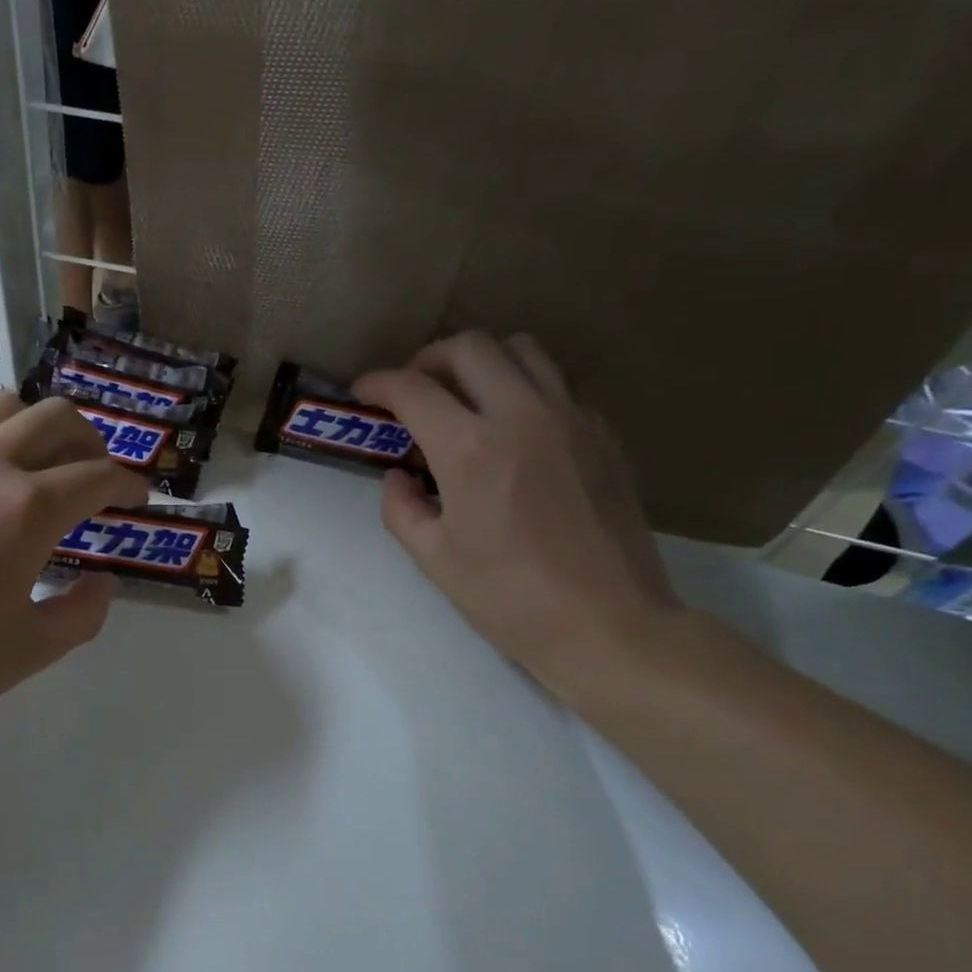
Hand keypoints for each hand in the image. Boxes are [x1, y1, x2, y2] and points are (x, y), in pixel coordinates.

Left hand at [0, 392, 147, 756]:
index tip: (138, 497)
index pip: (97, 475)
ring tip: (39, 468)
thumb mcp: (26, 652)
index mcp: (25, 509)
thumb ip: (80, 613)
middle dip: (90, 440)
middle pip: (54, 417)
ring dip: (35, 428)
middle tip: (96, 475)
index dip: (128, 484)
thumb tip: (103, 583)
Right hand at [355, 331, 679, 700]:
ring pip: (521, 350)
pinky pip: (556, 386)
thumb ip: (401, 507)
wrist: (608, 625)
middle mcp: (522, 416)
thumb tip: (399, 476)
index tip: (363, 392)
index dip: (378, 383)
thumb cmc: (510, 599)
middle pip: (469, 347)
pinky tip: (513, 431)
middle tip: (413, 389)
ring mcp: (571, 419)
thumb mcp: (434, 559)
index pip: (413, 389)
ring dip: (481, 362)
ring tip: (463, 397)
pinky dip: (523, 389)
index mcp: (471, 449)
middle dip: (428, 359)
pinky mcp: (603, 435)